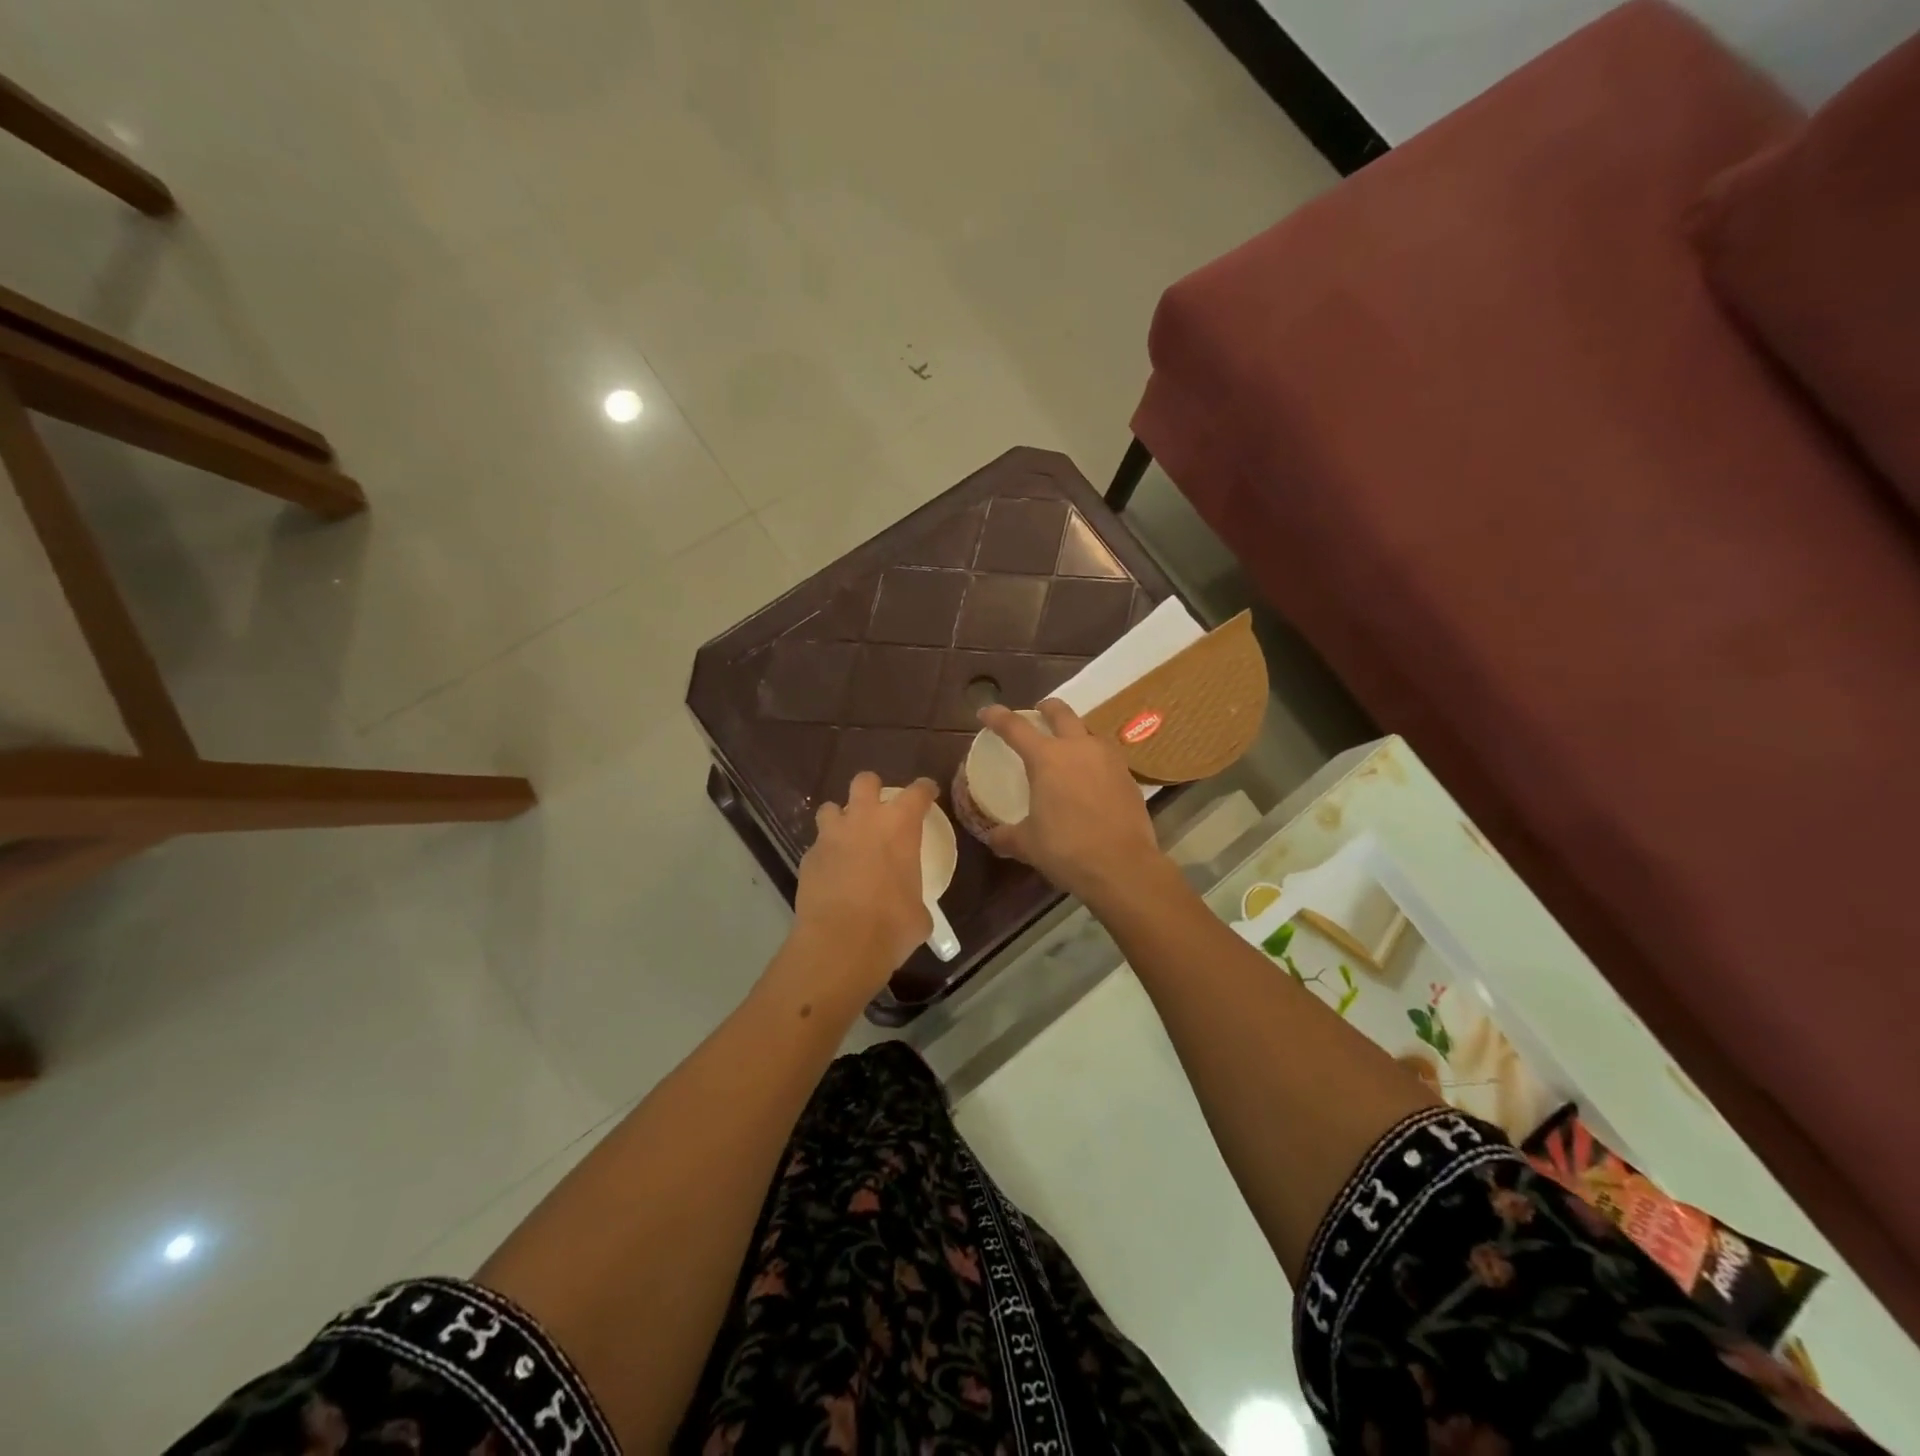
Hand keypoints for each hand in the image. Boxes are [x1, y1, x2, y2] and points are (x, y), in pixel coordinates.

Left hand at [793, 772, 936, 987]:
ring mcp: (831, 837)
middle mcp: (864, 820)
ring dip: (840, 818)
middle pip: (865, 782)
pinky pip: (817, 845)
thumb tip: (911, 909)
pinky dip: (825, 854)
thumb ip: (914, 897)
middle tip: (877, 807)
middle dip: (871, 788)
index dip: (925, 790)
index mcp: (900, 826)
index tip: (928, 793)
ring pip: (831, 808)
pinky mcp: (807, 858)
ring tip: (846, 837)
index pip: (917, 792)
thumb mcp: (918, 913)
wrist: (840, 944)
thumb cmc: (891, 925)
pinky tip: (831, 873)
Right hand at [977, 699, 1167, 906]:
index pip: (1015, 727)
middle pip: (1061, 713)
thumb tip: (994, 837)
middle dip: (1046, 708)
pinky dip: (1094, 760)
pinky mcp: (1128, 776)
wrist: (1122, 866)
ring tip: (1068, 749)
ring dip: (1075, 733)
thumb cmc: (1066, 849)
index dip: (997, 717)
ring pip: (1089, 732)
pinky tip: (1091, 779)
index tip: (985, 712)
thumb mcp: (1028, 844)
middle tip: (1038, 712)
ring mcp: (1108, 759)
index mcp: (1047, 758)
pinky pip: (1106, 757)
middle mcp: (1079, 748)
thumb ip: (1008, 836)